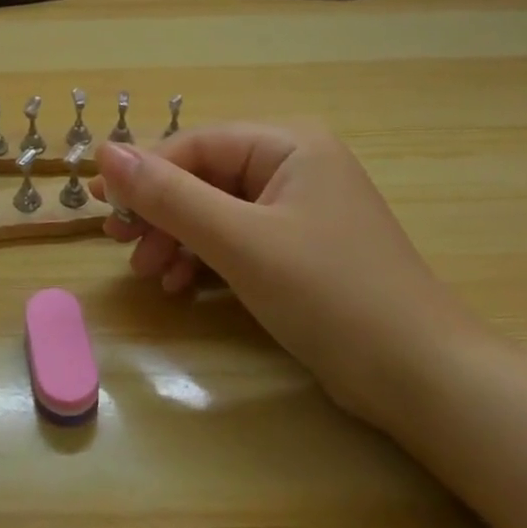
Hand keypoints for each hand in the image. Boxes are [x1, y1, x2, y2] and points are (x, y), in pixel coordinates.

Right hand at [93, 124, 482, 425]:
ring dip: (177, 239)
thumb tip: (105, 152)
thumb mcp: (240, 242)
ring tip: (150, 274)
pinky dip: (205, 259)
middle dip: (160, 212)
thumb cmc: (331, 296)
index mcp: (287, 144)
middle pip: (203, 177)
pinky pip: (237, 239)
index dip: (143, 173)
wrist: (426, 383)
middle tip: (121, 245)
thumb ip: (169, 195)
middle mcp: (293, 164)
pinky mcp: (300, 249)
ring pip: (216, 210)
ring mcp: (299, 208)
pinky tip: (183, 287)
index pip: (194, 146)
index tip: (100, 206)